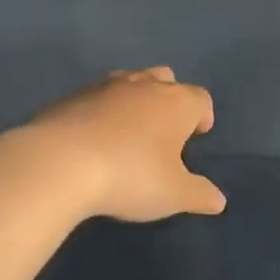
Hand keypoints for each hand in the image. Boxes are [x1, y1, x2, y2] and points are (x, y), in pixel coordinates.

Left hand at [12, 67, 226, 221]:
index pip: (201, 98)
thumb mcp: (173, 194)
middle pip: (165, 79)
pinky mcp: (70, 97)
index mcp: (176, 102)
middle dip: (169, 99)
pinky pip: (95, 98)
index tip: (198, 135)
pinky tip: (93, 139)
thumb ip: (199, 194)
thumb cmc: (131, 175)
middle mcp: (143, 85)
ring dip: (134, 101)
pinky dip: (100, 111)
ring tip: (128, 131)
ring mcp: (103, 87)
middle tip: (164, 130)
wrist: (61, 162)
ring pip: (129, 82)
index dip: (203, 115)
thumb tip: (218, 200)